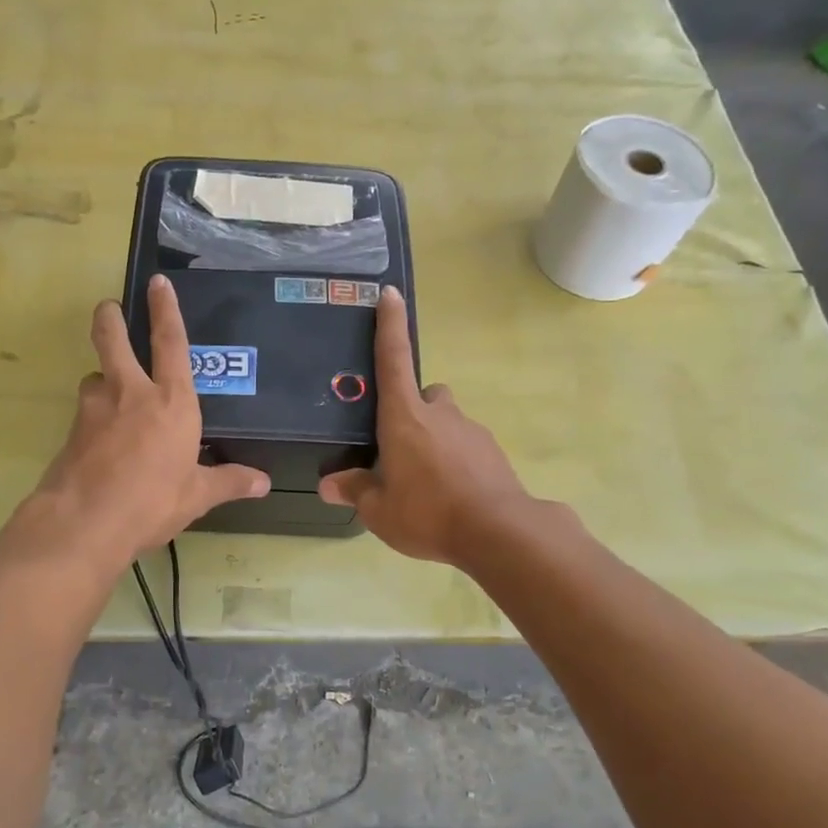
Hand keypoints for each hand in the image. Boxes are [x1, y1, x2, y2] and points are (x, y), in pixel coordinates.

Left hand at [22, 275, 268, 567]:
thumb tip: (263, 483)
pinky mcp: (72, 431)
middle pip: (113, 340)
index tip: (158, 282)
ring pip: (95, 379)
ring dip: (102, 380)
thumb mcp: (197, 495)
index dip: (166, 309)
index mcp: (172, 402)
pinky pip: (86, 414)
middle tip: (107, 308)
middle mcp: (131, 394)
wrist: (85, 523)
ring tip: (111, 397)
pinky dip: (94, 418)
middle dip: (109, 319)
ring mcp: (95, 410)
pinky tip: (101, 442)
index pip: (171, 342)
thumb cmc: (152, 502)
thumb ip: (229, 482)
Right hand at [318, 286, 536, 565]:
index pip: (394, 360)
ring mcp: (471, 431)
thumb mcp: (379, 510)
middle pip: (425, 394)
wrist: (499, 533)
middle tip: (399, 445)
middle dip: (412, 410)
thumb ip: (354, 491)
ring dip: (434, 440)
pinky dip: (455, 462)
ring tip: (424, 482)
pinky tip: (450, 496)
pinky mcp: (493, 453)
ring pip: (447, 422)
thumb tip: (328, 483)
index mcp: (405, 417)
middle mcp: (439, 414)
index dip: (389, 326)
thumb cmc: (428, 513)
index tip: (390, 293)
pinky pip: (466, 447)